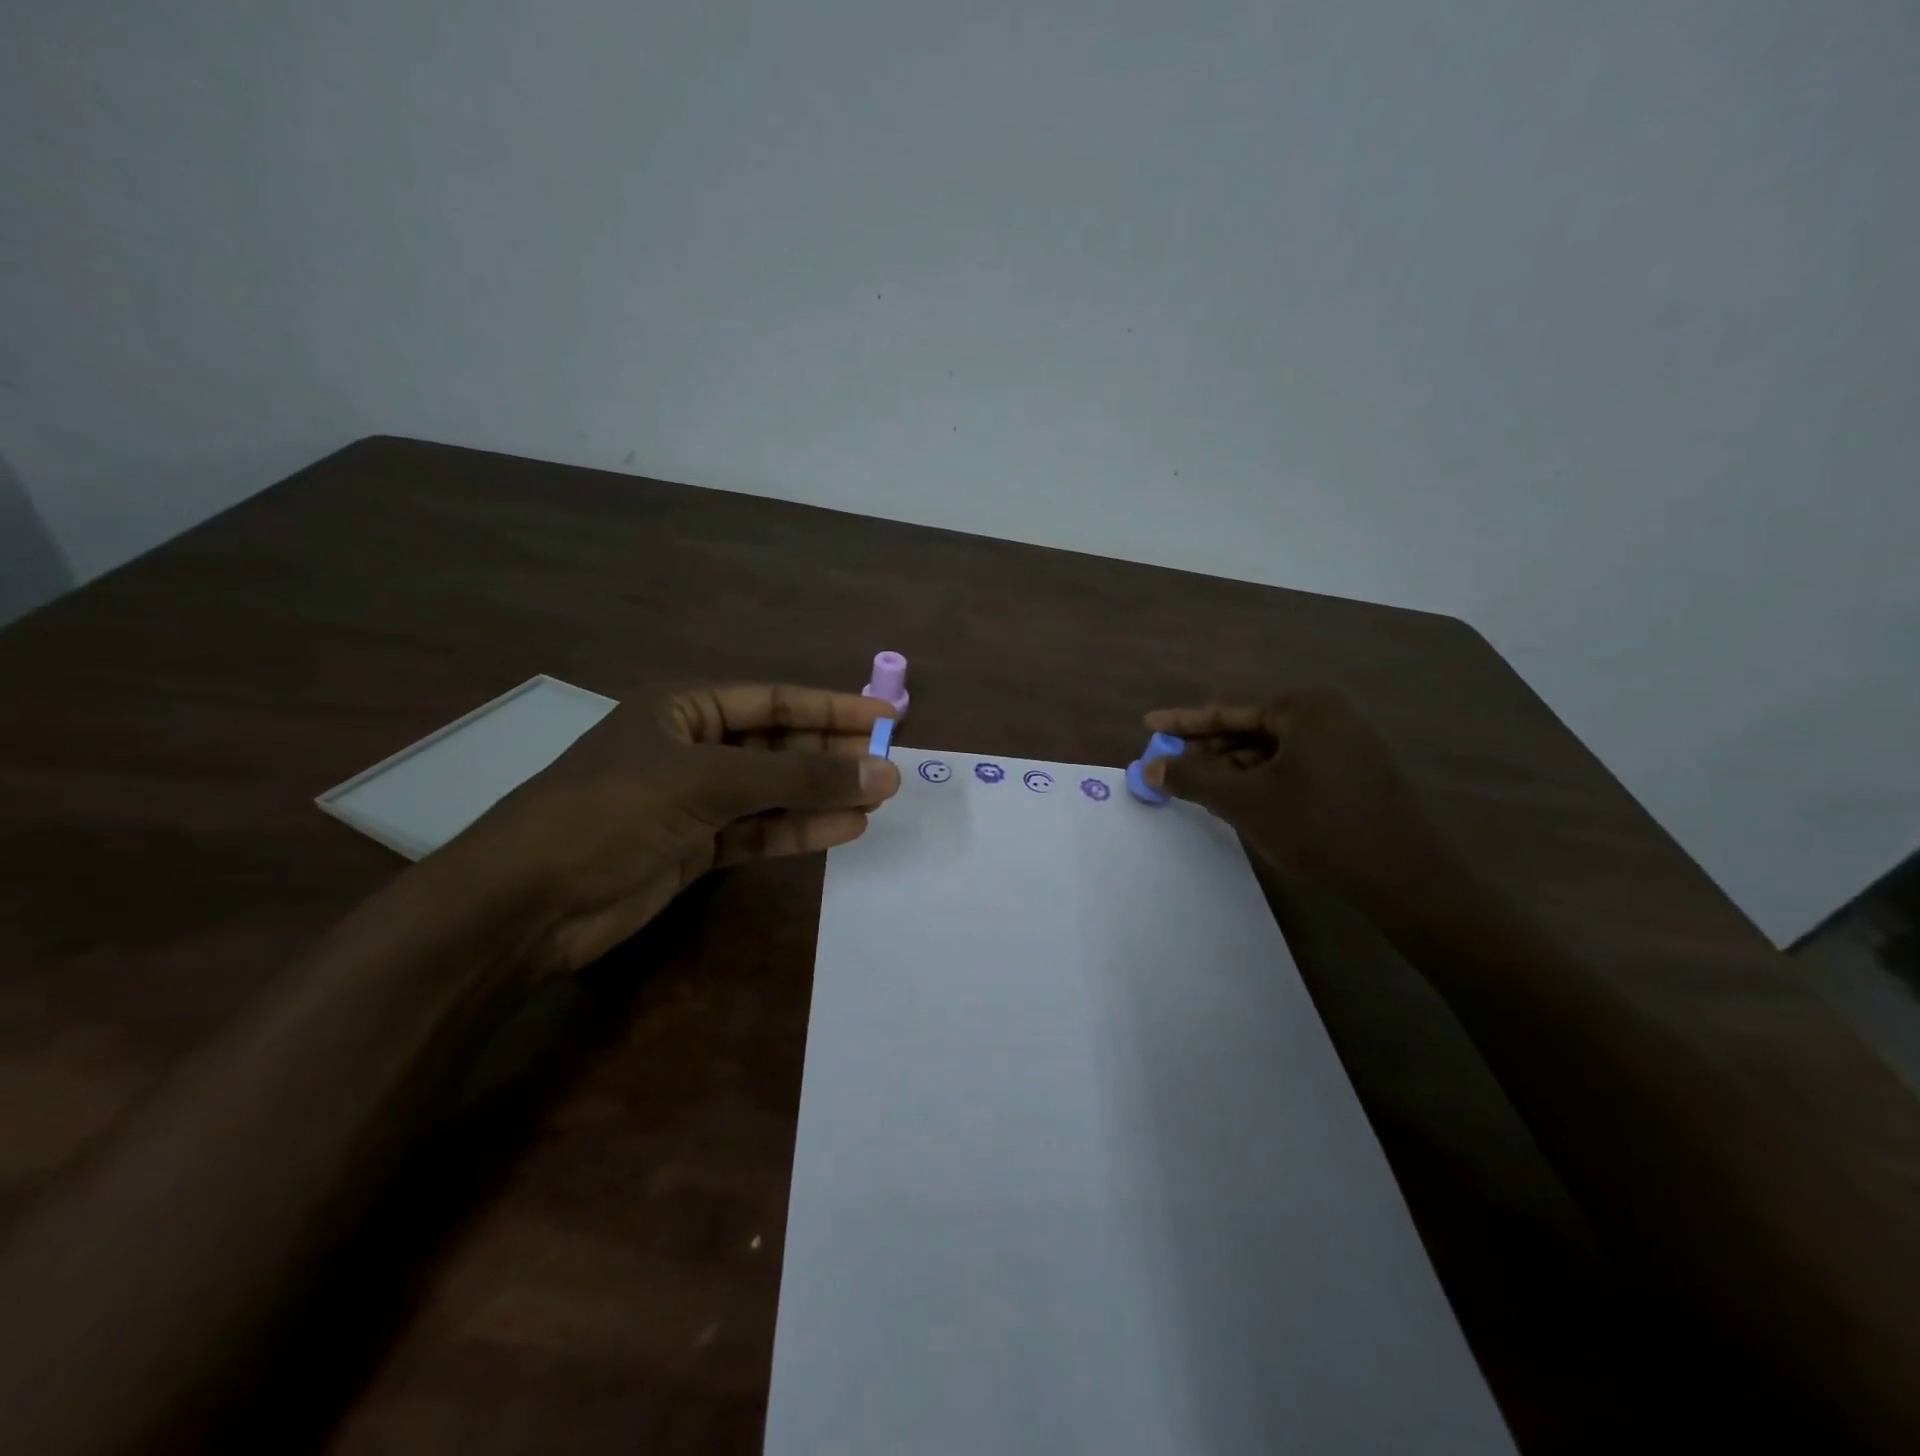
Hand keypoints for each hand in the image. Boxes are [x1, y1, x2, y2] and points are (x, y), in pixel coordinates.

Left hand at [437, 684, 899, 975]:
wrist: (528, 903)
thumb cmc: (614, 812)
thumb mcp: (711, 783)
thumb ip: (799, 778)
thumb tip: (882, 772)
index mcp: (684, 710)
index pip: (775, 701)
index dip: (832, 707)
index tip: (887, 718)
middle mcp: (692, 749)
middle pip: (778, 745)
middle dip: (831, 755)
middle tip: (889, 766)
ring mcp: (694, 801)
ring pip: (773, 792)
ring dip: (822, 794)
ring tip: (878, 799)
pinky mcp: (695, 848)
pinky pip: (759, 832)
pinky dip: (798, 831)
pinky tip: (844, 829)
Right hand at [1142, 690, 1456, 905]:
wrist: (1403, 879)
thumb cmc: (1317, 828)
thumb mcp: (1244, 801)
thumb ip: (1192, 778)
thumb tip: (1148, 767)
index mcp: (1305, 709)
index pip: (1229, 711)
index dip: (1183, 722)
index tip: (1149, 724)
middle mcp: (1330, 717)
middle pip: (1251, 729)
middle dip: (1209, 750)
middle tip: (1173, 768)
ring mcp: (1349, 746)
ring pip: (1273, 752)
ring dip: (1234, 769)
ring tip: (1203, 792)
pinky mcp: (1358, 775)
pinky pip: (1296, 767)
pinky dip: (1264, 781)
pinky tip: (1243, 803)